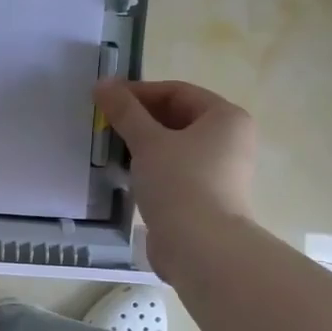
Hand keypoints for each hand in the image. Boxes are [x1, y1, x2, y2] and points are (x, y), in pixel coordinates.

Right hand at [94, 78, 257, 272]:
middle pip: (176, 117)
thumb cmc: (179, 182)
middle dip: (139, 119)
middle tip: (104, 125)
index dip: (138, 92)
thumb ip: (124, 111)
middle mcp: (229, 139)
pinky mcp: (205, 196)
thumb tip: (102, 83)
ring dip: (142, 144)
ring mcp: (220, 170)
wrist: (201, 247)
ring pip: (174, 145)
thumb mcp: (147, 141)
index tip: (104, 100)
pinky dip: (150, 167)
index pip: (176, 92)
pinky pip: (174, 170)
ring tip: (109, 149)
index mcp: (225, 118)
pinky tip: (125, 174)